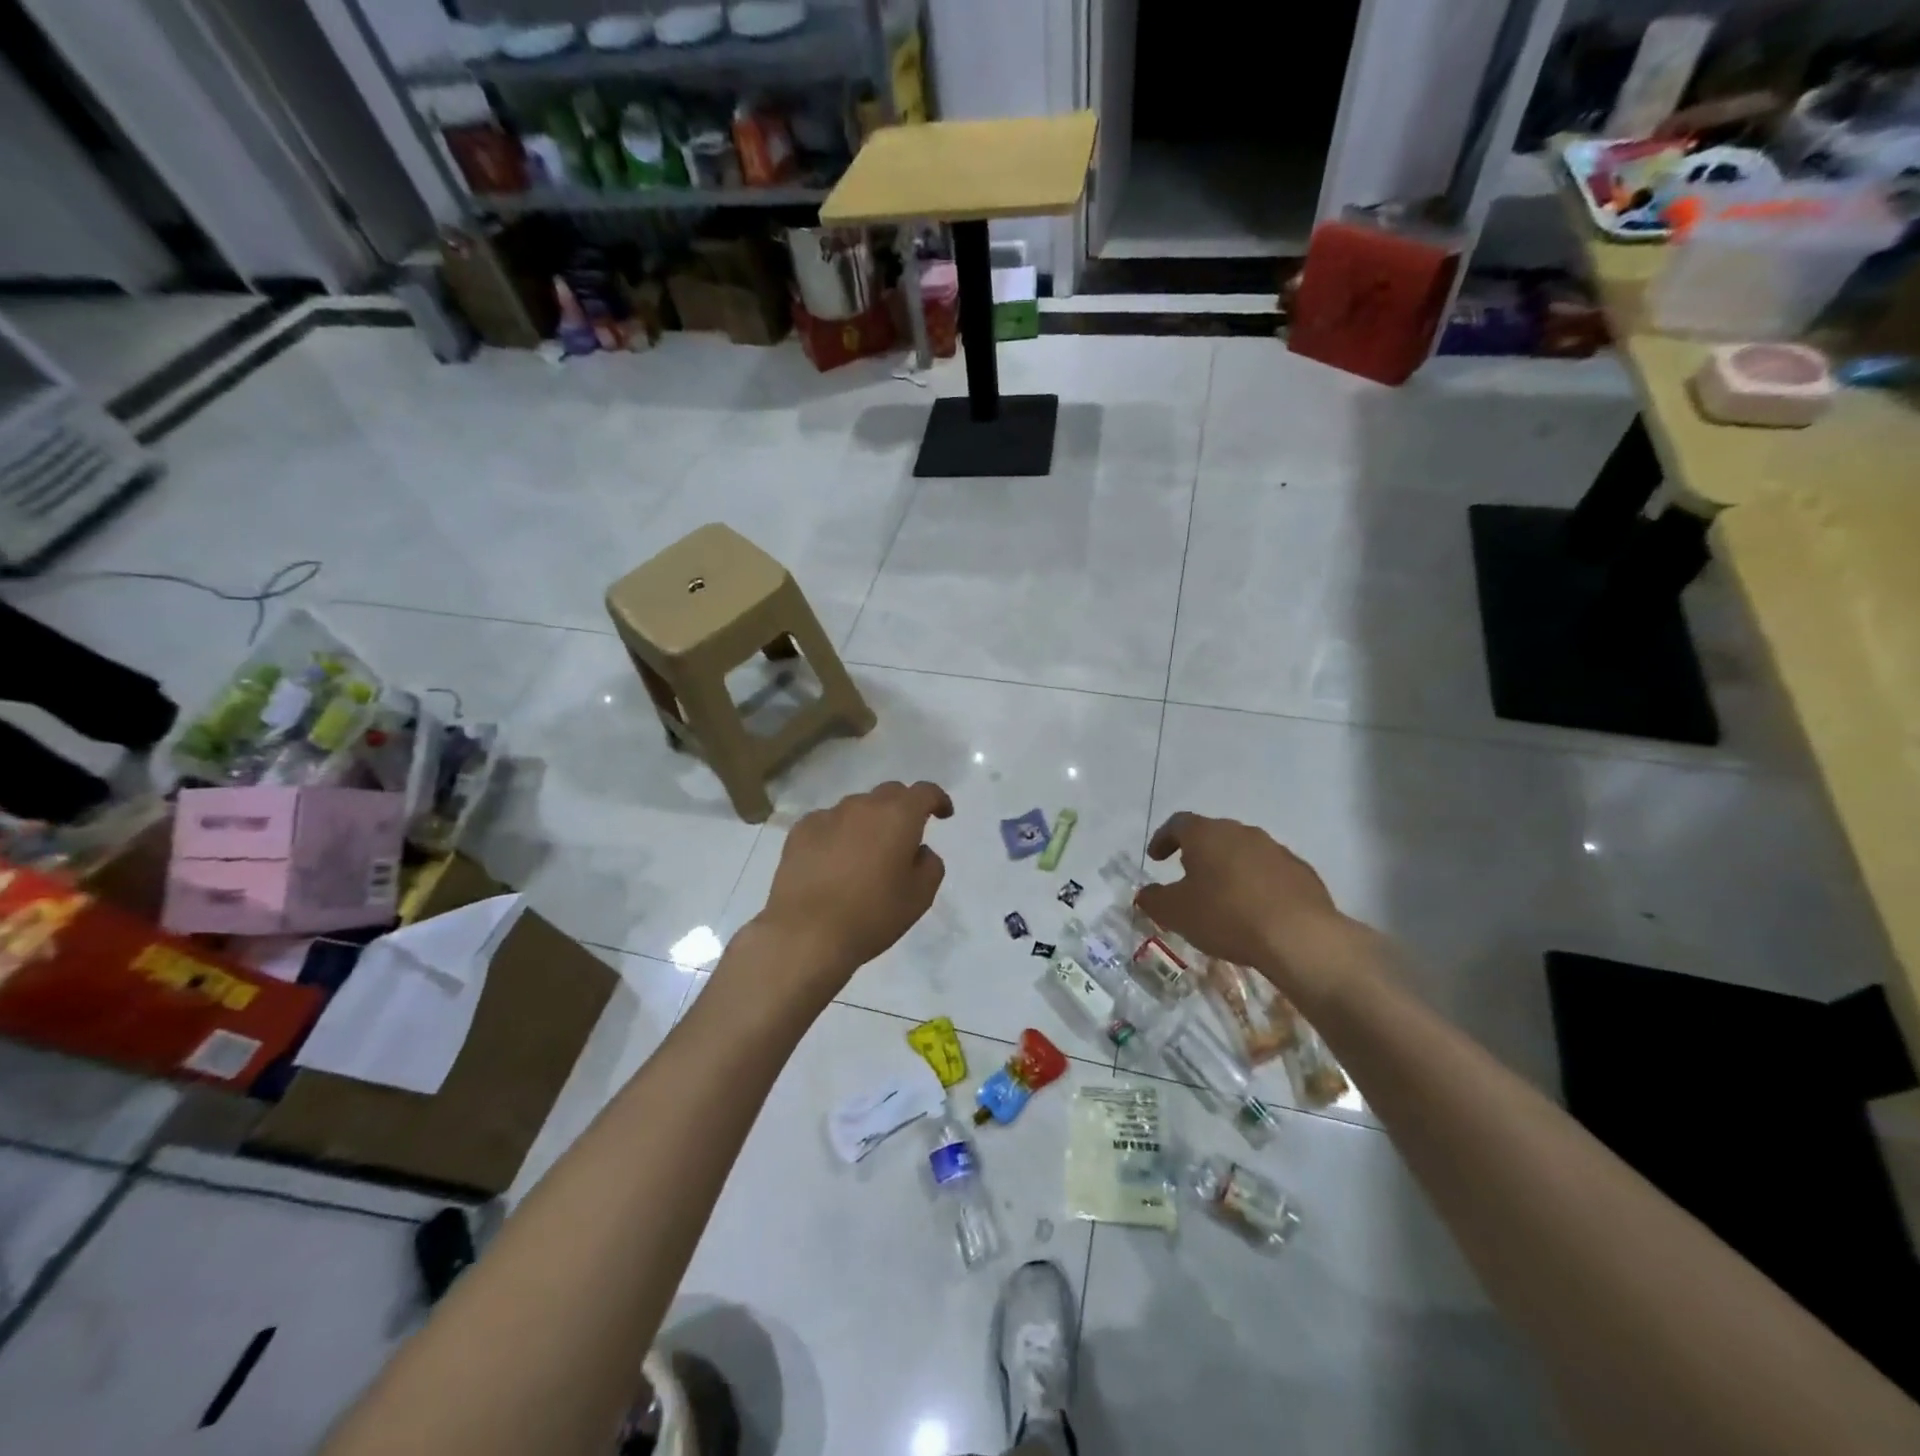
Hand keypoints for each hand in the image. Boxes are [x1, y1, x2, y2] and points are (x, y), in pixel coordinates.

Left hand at [749, 781, 953, 1003]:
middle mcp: (863, 806)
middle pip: (890, 794)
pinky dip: (837, 834)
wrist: (806, 934)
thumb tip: (918, 850)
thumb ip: (930, 865)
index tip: (943, 814)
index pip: (924, 792)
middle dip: (903, 808)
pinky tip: (833, 862)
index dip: (938, 800)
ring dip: (868, 822)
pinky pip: (828, 823)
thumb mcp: (920, 897)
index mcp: (899, 816)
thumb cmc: (872, 915)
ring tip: (865, 854)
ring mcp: (827, 815)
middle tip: (904, 837)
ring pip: (857, 808)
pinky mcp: (800, 831)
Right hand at [1134, 812, 1358, 1005]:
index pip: (1178, 823)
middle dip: (1198, 853)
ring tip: (1223, 896)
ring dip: (1229, 868)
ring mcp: (1275, 849)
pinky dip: (1257, 883)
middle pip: (1213, 834)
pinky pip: (1270, 871)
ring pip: (1243, 852)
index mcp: (1207, 834)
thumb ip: (1154, 900)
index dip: (1163, 838)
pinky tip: (1256, 909)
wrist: (1299, 937)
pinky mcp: (1301, 872)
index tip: (1156, 858)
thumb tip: (1145, 894)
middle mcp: (1241, 832)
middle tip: (1188, 876)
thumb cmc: (1226, 916)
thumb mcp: (1176, 913)